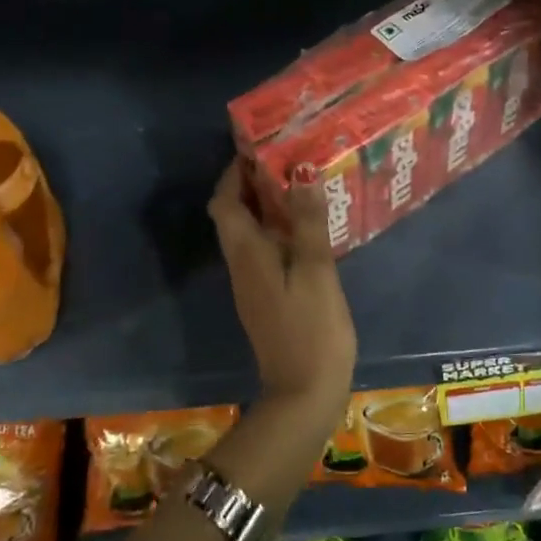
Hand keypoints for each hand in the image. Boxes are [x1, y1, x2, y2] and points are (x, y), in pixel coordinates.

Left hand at [208, 158, 356, 412]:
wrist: (304, 392)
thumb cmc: (311, 328)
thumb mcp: (315, 270)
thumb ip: (307, 221)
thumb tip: (300, 172)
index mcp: (247, 253)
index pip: (226, 201)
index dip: (235, 173)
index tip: (259, 148)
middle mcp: (242, 264)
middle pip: (235, 215)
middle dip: (253, 184)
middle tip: (287, 160)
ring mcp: (253, 284)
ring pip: (250, 233)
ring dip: (267, 207)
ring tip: (301, 184)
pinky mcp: (268, 298)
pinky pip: (265, 251)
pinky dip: (279, 231)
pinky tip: (308, 228)